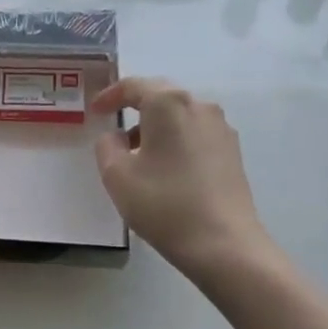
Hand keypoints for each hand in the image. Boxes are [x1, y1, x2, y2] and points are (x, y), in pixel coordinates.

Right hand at [93, 77, 273, 279]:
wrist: (223, 243)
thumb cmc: (164, 204)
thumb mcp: (117, 175)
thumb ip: (107, 146)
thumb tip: (116, 136)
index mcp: (168, 103)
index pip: (134, 86)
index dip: (110, 95)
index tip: (95, 111)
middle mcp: (199, 106)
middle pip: (161, 96)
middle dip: (135, 108)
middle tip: (114, 126)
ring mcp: (221, 128)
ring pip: (180, 116)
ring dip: (157, 127)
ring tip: (138, 154)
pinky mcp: (233, 151)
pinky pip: (196, 134)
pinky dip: (176, 141)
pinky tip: (166, 169)